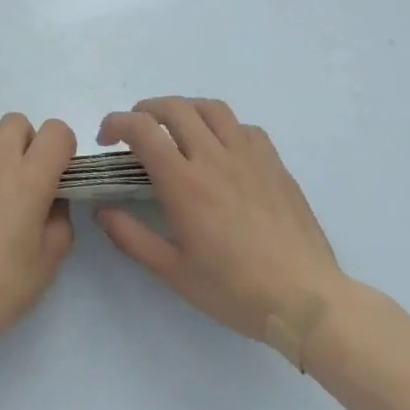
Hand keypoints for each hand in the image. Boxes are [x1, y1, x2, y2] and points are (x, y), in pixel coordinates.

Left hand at [0, 113, 75, 358]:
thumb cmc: (2, 286)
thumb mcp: (49, 261)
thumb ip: (60, 221)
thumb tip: (52, 201)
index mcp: (31, 179)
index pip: (56, 131)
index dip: (62, 147)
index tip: (58, 172)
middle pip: (16, 122)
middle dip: (26, 142)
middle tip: (23, 178)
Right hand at [94, 98, 344, 341]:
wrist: (306, 301)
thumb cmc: (234, 290)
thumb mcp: (173, 272)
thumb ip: (131, 236)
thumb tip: (102, 209)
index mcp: (184, 183)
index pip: (142, 129)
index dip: (116, 123)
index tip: (107, 139)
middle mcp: (214, 158)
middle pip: (174, 107)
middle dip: (145, 110)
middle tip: (136, 131)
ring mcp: (249, 156)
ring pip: (211, 108)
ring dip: (185, 110)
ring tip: (176, 129)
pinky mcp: (275, 164)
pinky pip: (244, 127)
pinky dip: (222, 127)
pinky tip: (221, 150)